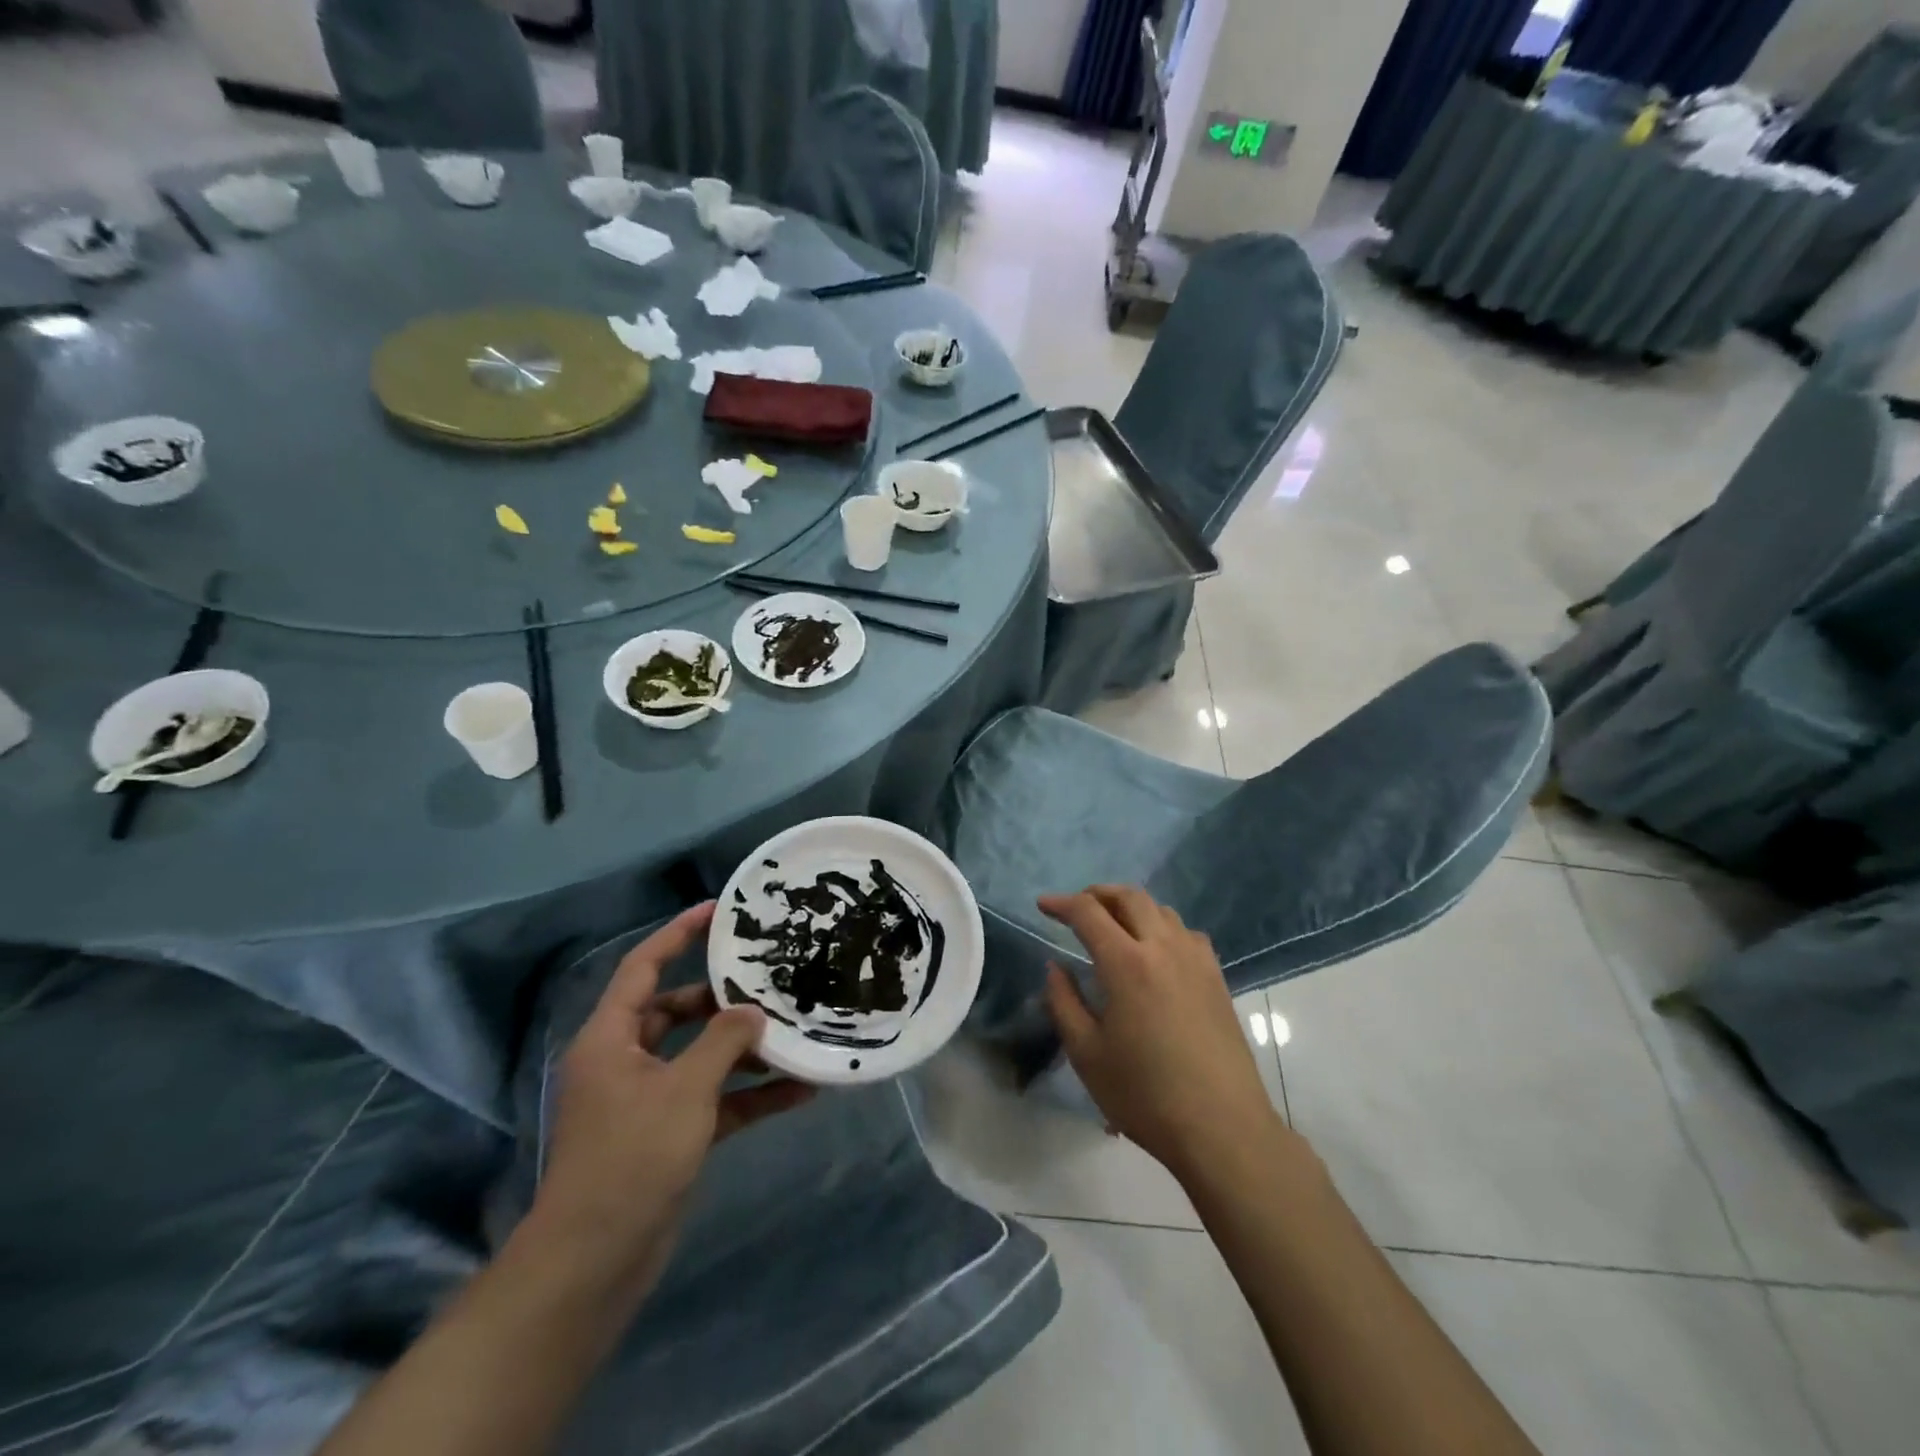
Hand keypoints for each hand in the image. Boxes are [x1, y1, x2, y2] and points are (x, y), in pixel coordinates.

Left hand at [534, 902, 813, 1295]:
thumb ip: (723, 1042)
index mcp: (612, 1038)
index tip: (718, 911)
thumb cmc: (631, 1157)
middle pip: (676, 1010)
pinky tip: (799, 1092)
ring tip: (794, 1030)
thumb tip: (752, 1012)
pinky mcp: (668, 1135)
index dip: (677, 934)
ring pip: (700, 1056)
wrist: (595, 1263)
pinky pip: (714, 1100)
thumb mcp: (684, 1090)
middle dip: (721, 997)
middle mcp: (626, 1061)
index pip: (643, 967)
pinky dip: (750, 1095)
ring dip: (744, 1050)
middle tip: (767, 977)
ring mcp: (648, 1100)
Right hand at [1041, 886, 1278, 1179]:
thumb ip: (1064, 1002)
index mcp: (1126, 963)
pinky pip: (1187, 934)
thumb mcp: (1087, 1054)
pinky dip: (1163, 927)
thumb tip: (1055, 967)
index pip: (1088, 913)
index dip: (1061, 903)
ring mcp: (1196, 961)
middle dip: (1098, 893)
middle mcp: (1163, 948)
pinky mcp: (1217, 979)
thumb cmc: (1145, 1095)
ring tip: (1114, 925)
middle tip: (1077, 907)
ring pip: (1161, 911)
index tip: (1043, 905)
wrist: (1221, 1128)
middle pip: (1130, 897)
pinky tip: (1157, 952)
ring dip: (1132, 907)